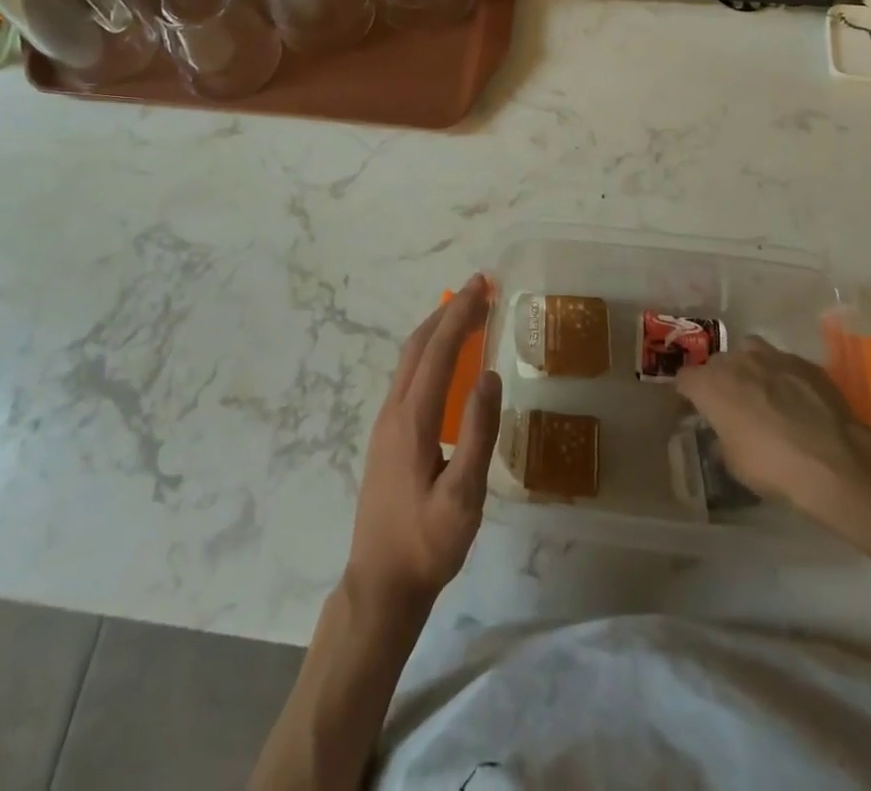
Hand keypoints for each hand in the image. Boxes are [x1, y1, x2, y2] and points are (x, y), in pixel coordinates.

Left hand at [345, 274, 501, 616]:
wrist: (379, 585)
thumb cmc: (427, 544)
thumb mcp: (463, 497)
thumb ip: (477, 434)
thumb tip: (491, 375)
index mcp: (412, 419)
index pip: (439, 351)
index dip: (461, 314)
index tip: (482, 285)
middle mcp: (394, 411)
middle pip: (419, 345)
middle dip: (449, 311)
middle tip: (480, 288)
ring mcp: (386, 423)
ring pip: (410, 359)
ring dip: (438, 329)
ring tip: (468, 313)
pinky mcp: (387, 436)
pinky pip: (408, 376)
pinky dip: (431, 352)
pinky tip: (447, 361)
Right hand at [675, 336, 870, 542]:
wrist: (835, 462)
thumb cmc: (773, 467)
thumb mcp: (735, 465)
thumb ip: (722, 441)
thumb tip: (722, 437)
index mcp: (710, 384)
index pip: (684, 378)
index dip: (688, 394)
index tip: (694, 409)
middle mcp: (736, 361)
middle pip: (717, 363)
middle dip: (719, 380)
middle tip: (730, 406)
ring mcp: (772, 356)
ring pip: (750, 351)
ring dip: (750, 369)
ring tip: (762, 393)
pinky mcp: (804, 362)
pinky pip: (783, 362)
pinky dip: (782, 376)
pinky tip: (796, 399)